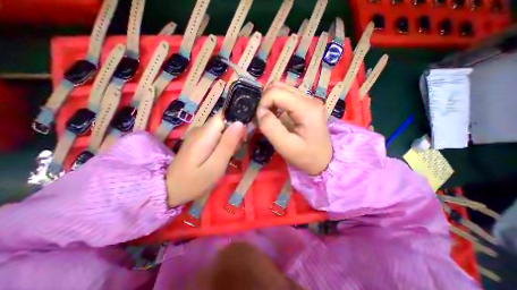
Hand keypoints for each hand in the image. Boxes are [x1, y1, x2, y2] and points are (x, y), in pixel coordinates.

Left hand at [167, 114, 244, 207]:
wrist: (169, 188)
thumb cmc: (195, 180)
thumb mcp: (216, 165)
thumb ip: (228, 144)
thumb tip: (240, 123)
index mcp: (206, 133)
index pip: (225, 115)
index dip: (236, 123)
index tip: (242, 138)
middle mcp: (201, 129)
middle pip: (224, 122)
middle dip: (234, 134)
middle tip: (234, 152)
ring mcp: (198, 134)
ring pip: (221, 129)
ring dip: (229, 140)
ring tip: (227, 157)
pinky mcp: (197, 140)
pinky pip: (215, 135)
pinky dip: (221, 143)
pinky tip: (219, 156)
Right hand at [256, 81, 333, 174]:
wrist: (325, 160)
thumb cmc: (306, 156)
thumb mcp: (285, 146)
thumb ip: (270, 127)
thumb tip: (261, 112)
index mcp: (306, 108)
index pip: (276, 92)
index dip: (263, 103)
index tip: (260, 119)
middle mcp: (309, 99)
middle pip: (279, 86)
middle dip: (266, 100)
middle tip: (263, 116)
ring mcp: (309, 100)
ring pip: (282, 88)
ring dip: (270, 100)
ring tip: (268, 115)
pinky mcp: (306, 104)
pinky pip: (286, 95)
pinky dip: (276, 102)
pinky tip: (276, 114)